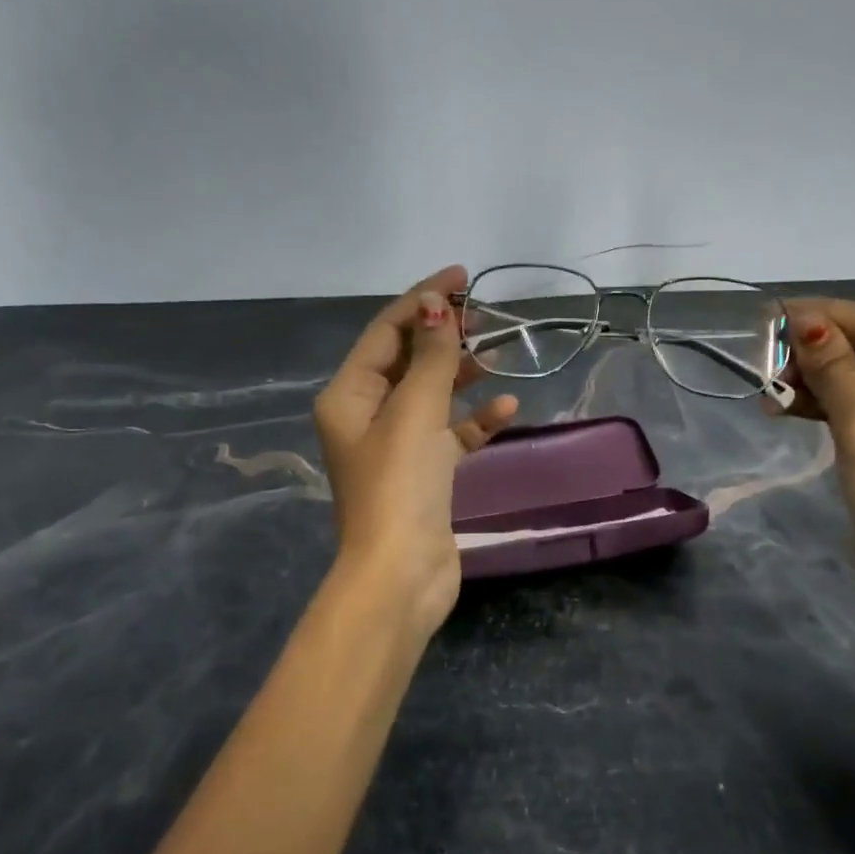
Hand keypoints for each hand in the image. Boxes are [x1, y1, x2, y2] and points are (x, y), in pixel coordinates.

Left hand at [313, 266, 519, 637]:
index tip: (462, 277)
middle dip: (443, 335)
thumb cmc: (400, 486)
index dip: (423, 299)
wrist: (401, 576)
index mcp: (349, 395)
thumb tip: (436, 304)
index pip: (386, 331)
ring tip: (496, 353)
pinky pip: (449, 433)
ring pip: (430, 394)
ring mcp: (395, 445)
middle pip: (407, 359)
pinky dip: (473, 420)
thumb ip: (431, 358)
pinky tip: (505, 410)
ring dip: (460, 374)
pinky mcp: (423, 473)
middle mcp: (366, 415)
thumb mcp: (415, 412)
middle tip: (483, 315)